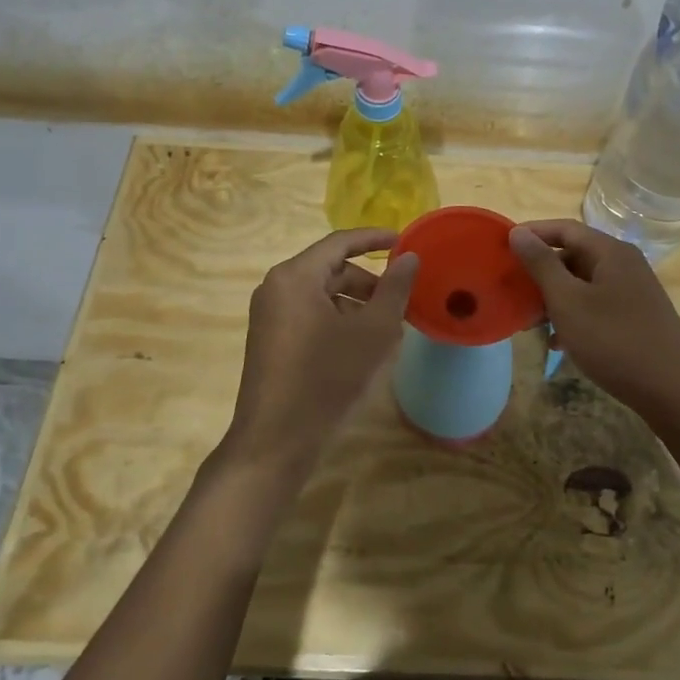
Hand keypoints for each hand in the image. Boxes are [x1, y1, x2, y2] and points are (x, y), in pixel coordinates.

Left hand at [223, 229, 419, 485]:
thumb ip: (394, 289)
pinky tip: (360, 347)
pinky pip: (309, 315)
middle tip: (401, 300)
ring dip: (355, 304)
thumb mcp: (372, 332)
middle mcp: (276, 287)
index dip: (374, 239)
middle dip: (368, 281)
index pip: (340, 242)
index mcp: (295, 276)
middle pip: (330, 269)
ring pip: (321, 294)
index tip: (405, 241)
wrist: (276, 441)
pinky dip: (337, 320)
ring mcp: (269, 315)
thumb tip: (409, 258)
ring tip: (386, 329)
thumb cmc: (327, 378)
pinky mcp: (270, 340)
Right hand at [508, 219, 679, 415]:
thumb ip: (542, 264)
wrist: (673, 391)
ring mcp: (634, 292)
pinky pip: (596, 305)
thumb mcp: (568, 301)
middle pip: (574, 254)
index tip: (501, 247)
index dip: (532, 233)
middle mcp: (625, 264)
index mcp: (610, 252)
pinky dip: (573, 315)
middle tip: (511, 289)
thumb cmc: (614, 341)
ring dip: (554, 297)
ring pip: (583, 283)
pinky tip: (557, 342)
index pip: (564, 228)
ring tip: (528, 320)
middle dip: (540, 271)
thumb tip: (518, 232)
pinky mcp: (636, 317)